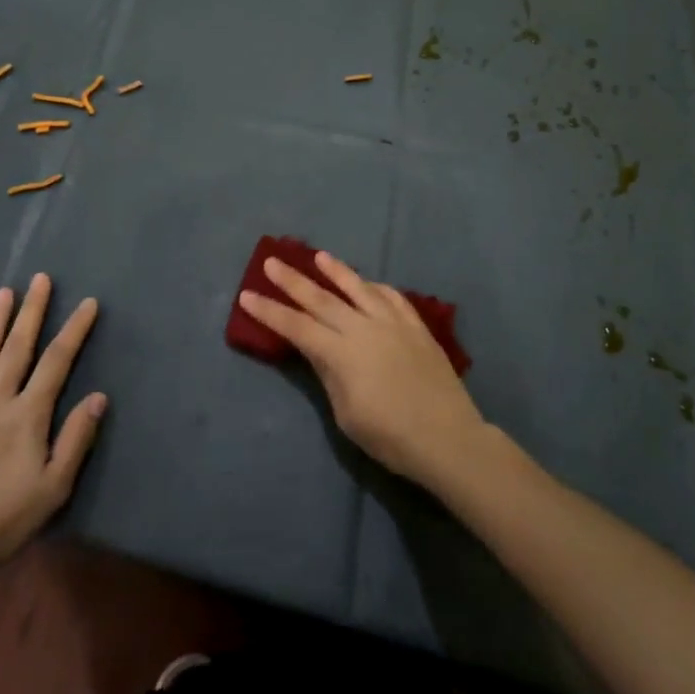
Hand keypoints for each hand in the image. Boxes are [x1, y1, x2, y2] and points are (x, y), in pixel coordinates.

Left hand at [0, 274, 106, 586]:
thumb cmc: (3, 520)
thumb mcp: (54, 488)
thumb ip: (76, 439)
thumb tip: (98, 396)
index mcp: (27, 416)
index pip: (57, 362)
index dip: (75, 330)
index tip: (88, 303)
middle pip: (18, 347)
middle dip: (33, 311)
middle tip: (41, 278)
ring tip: (4, 292)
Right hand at [239, 251, 489, 488]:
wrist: (448, 437)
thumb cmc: (390, 437)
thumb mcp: (346, 414)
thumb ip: (330, 375)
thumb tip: (319, 351)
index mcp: (341, 353)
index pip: (296, 327)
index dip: (269, 312)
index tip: (247, 295)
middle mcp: (363, 328)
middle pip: (321, 299)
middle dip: (292, 280)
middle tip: (271, 261)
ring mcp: (393, 323)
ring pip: (359, 288)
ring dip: (336, 271)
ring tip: (319, 256)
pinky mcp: (416, 327)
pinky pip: (392, 297)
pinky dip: (376, 287)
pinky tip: (369, 283)